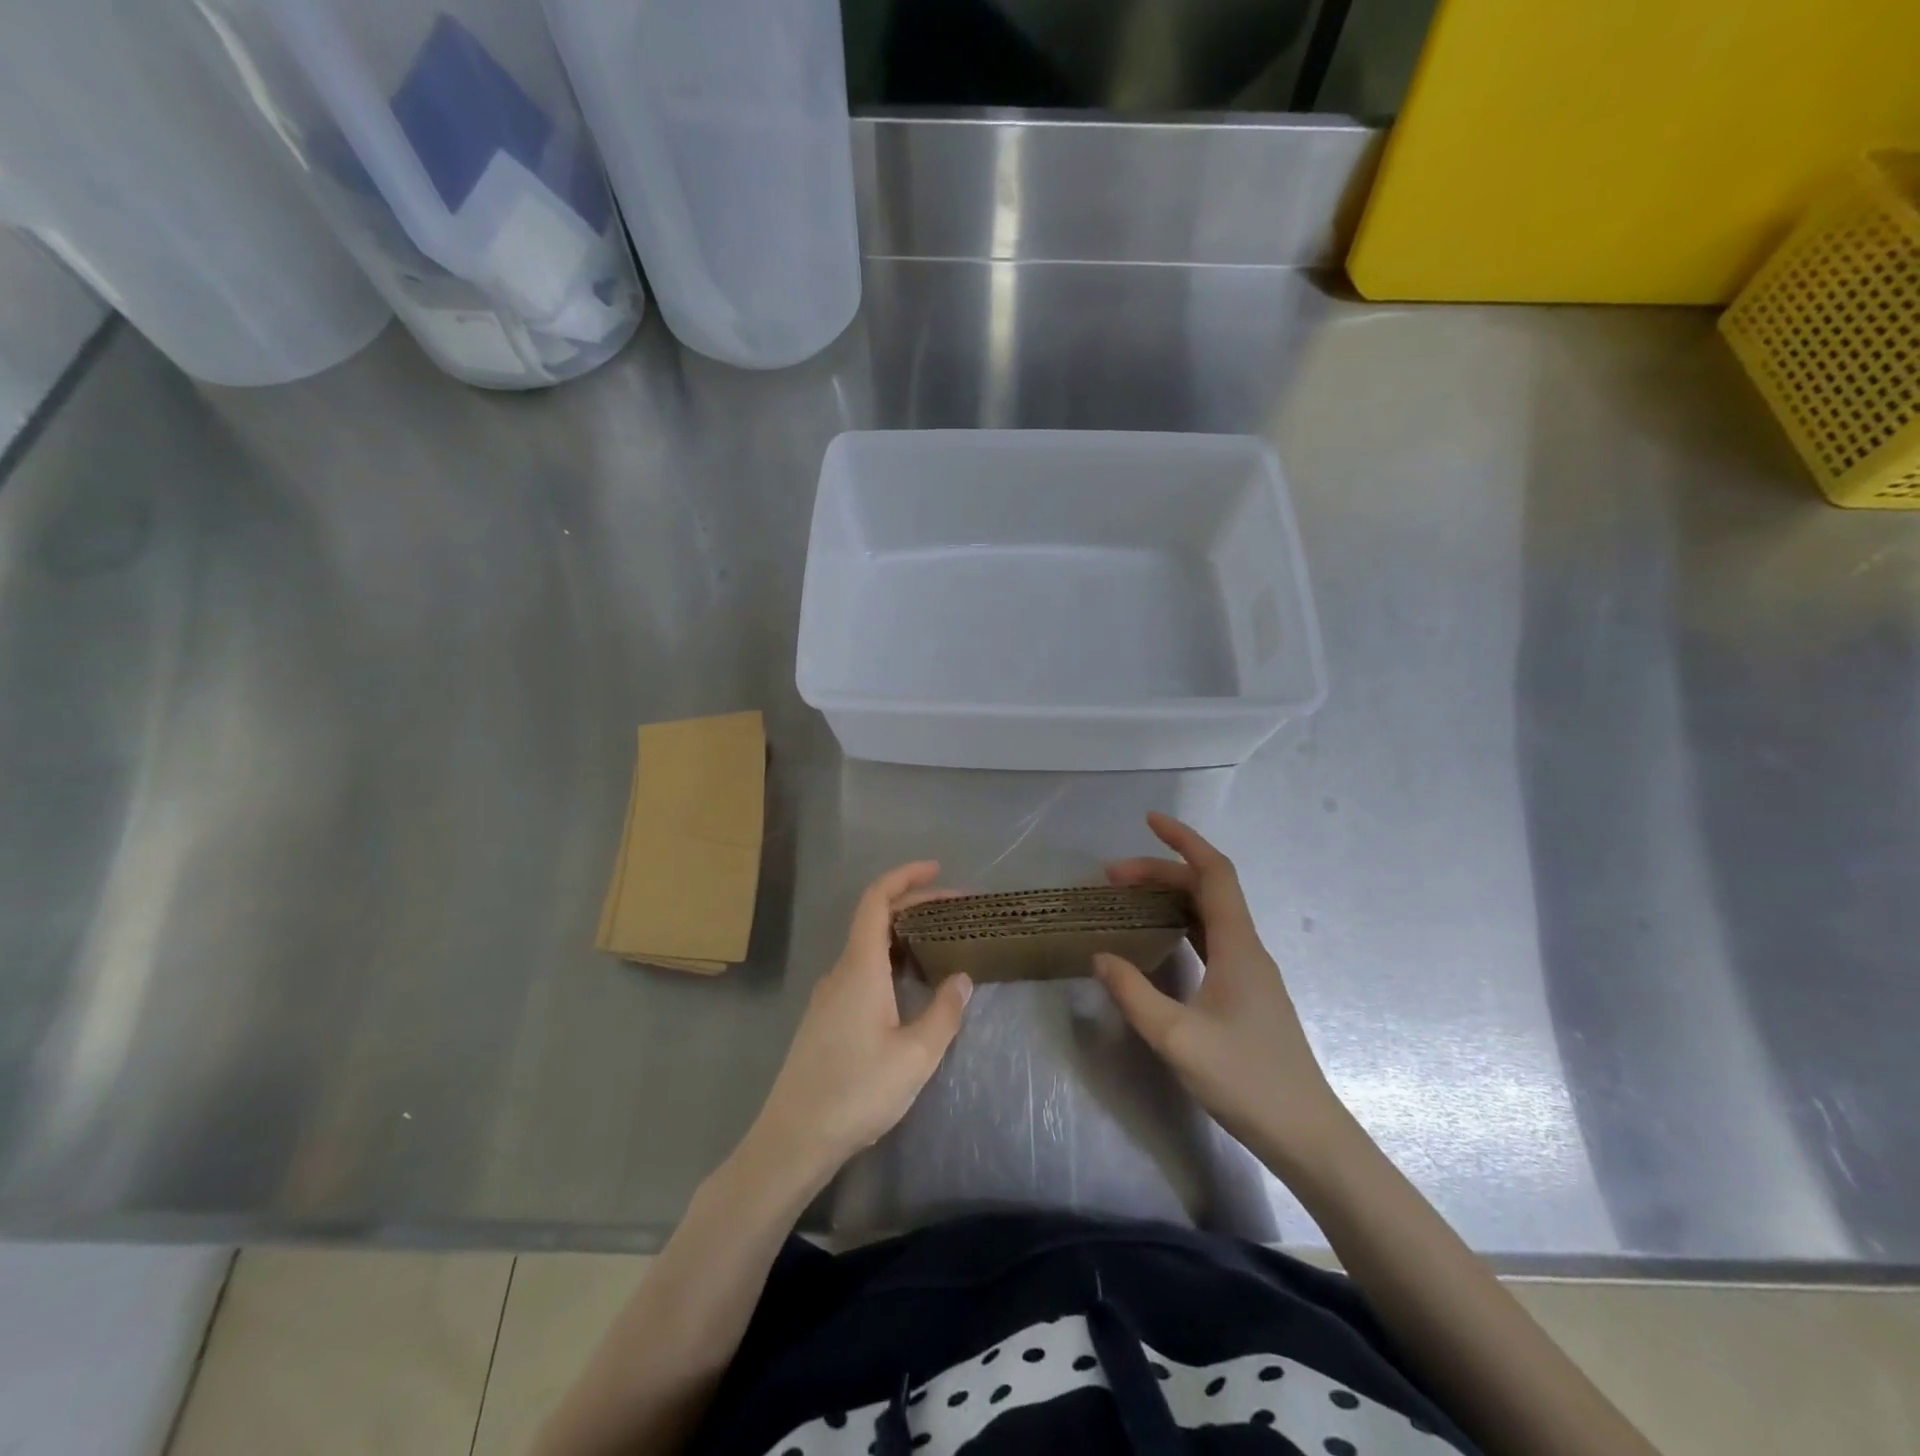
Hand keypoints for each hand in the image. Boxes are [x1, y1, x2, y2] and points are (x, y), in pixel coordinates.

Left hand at [741, 862, 972, 1189]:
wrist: (794, 1139)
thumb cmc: (856, 1092)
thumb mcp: (915, 1057)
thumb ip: (943, 1013)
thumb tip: (962, 978)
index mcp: (860, 968)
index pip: (876, 901)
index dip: (904, 877)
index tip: (936, 869)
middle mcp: (840, 972)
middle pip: (875, 919)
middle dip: (914, 905)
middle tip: (956, 910)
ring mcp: (829, 995)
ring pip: (868, 946)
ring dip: (903, 934)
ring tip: (940, 941)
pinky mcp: (826, 1017)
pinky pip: (861, 970)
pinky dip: (890, 959)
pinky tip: (909, 984)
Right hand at [1094, 812, 1348, 1167]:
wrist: (1307, 1135)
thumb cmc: (1246, 1081)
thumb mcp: (1177, 1038)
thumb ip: (1134, 994)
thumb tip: (1101, 956)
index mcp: (1237, 946)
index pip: (1213, 872)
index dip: (1183, 840)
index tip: (1149, 820)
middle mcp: (1247, 948)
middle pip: (1206, 888)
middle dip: (1161, 870)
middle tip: (1112, 876)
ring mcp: (1250, 970)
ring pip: (1209, 913)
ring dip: (1171, 895)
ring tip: (1128, 898)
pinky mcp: (1247, 992)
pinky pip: (1211, 938)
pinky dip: (1181, 923)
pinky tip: (1159, 938)